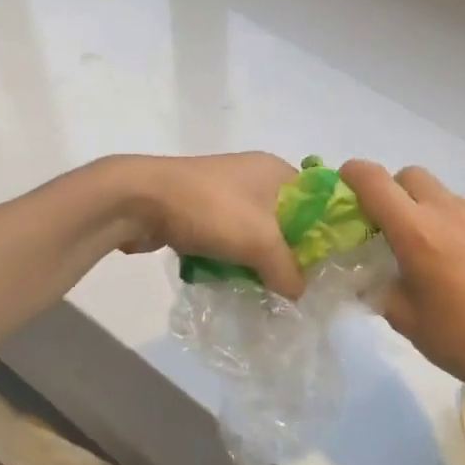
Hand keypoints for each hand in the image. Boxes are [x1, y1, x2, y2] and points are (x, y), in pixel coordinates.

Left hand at [106, 152, 305, 298]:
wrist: (138, 201)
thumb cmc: (210, 210)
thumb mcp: (261, 242)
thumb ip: (288, 270)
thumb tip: (298, 294)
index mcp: (275, 170)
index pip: (316, 201)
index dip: (324, 234)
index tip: (326, 268)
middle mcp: (252, 176)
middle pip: (285, 221)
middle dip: (288, 253)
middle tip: (296, 286)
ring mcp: (222, 192)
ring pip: (253, 233)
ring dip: (257, 260)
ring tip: (266, 291)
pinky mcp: (198, 210)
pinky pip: (226, 238)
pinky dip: (231, 259)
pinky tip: (233, 282)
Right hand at [340, 160, 464, 405]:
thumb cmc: (462, 341)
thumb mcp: (405, 320)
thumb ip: (378, 287)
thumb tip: (367, 275)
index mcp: (417, 232)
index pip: (375, 181)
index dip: (353, 174)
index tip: (344, 184)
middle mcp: (449, 212)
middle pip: (411, 176)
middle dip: (392, 190)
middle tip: (388, 227)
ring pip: (443, 195)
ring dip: (425, 209)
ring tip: (430, 253)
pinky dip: (454, 225)